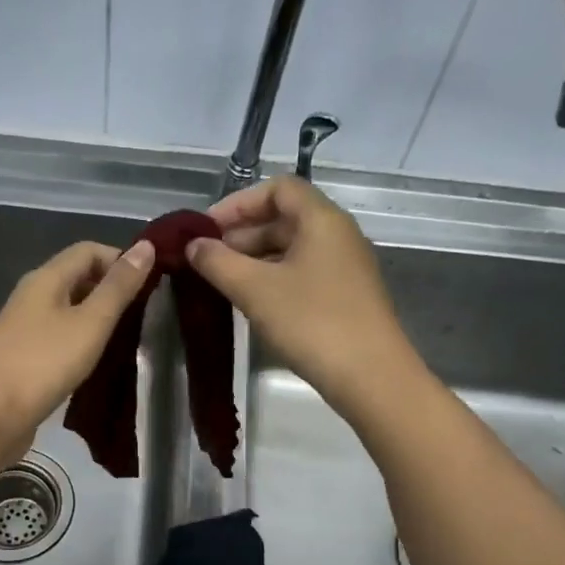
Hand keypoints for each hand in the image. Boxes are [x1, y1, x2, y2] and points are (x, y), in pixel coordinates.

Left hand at [0, 238, 155, 457]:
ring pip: (68, 309)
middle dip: (111, 289)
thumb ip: (119, 287)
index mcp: (46, 278)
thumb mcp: (90, 322)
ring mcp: (25, 327)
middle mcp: (32, 296)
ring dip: (98, 317)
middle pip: (77, 278)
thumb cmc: (44, 363)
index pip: (88, 251)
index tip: (150, 284)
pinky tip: (97, 360)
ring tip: (127, 337)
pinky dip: (82, 341)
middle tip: (145, 313)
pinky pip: (59, 336)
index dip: (120, 260)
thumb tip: (145, 246)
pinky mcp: (24, 357)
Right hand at [187, 177, 420, 413]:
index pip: (278, 189)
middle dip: (242, 235)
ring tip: (222, 283)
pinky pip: (302, 273)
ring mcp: (344, 267)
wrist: (370, 376)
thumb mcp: (255, 290)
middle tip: (207, 261)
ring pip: (292, 249)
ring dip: (255, 260)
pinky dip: (273, 279)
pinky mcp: (345, 296)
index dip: (238, 203)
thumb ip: (218, 262)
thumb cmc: (312, 322)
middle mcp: (337, 235)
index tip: (207, 230)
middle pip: (284, 218)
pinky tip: (252, 303)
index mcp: (321, 220)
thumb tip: (193, 245)